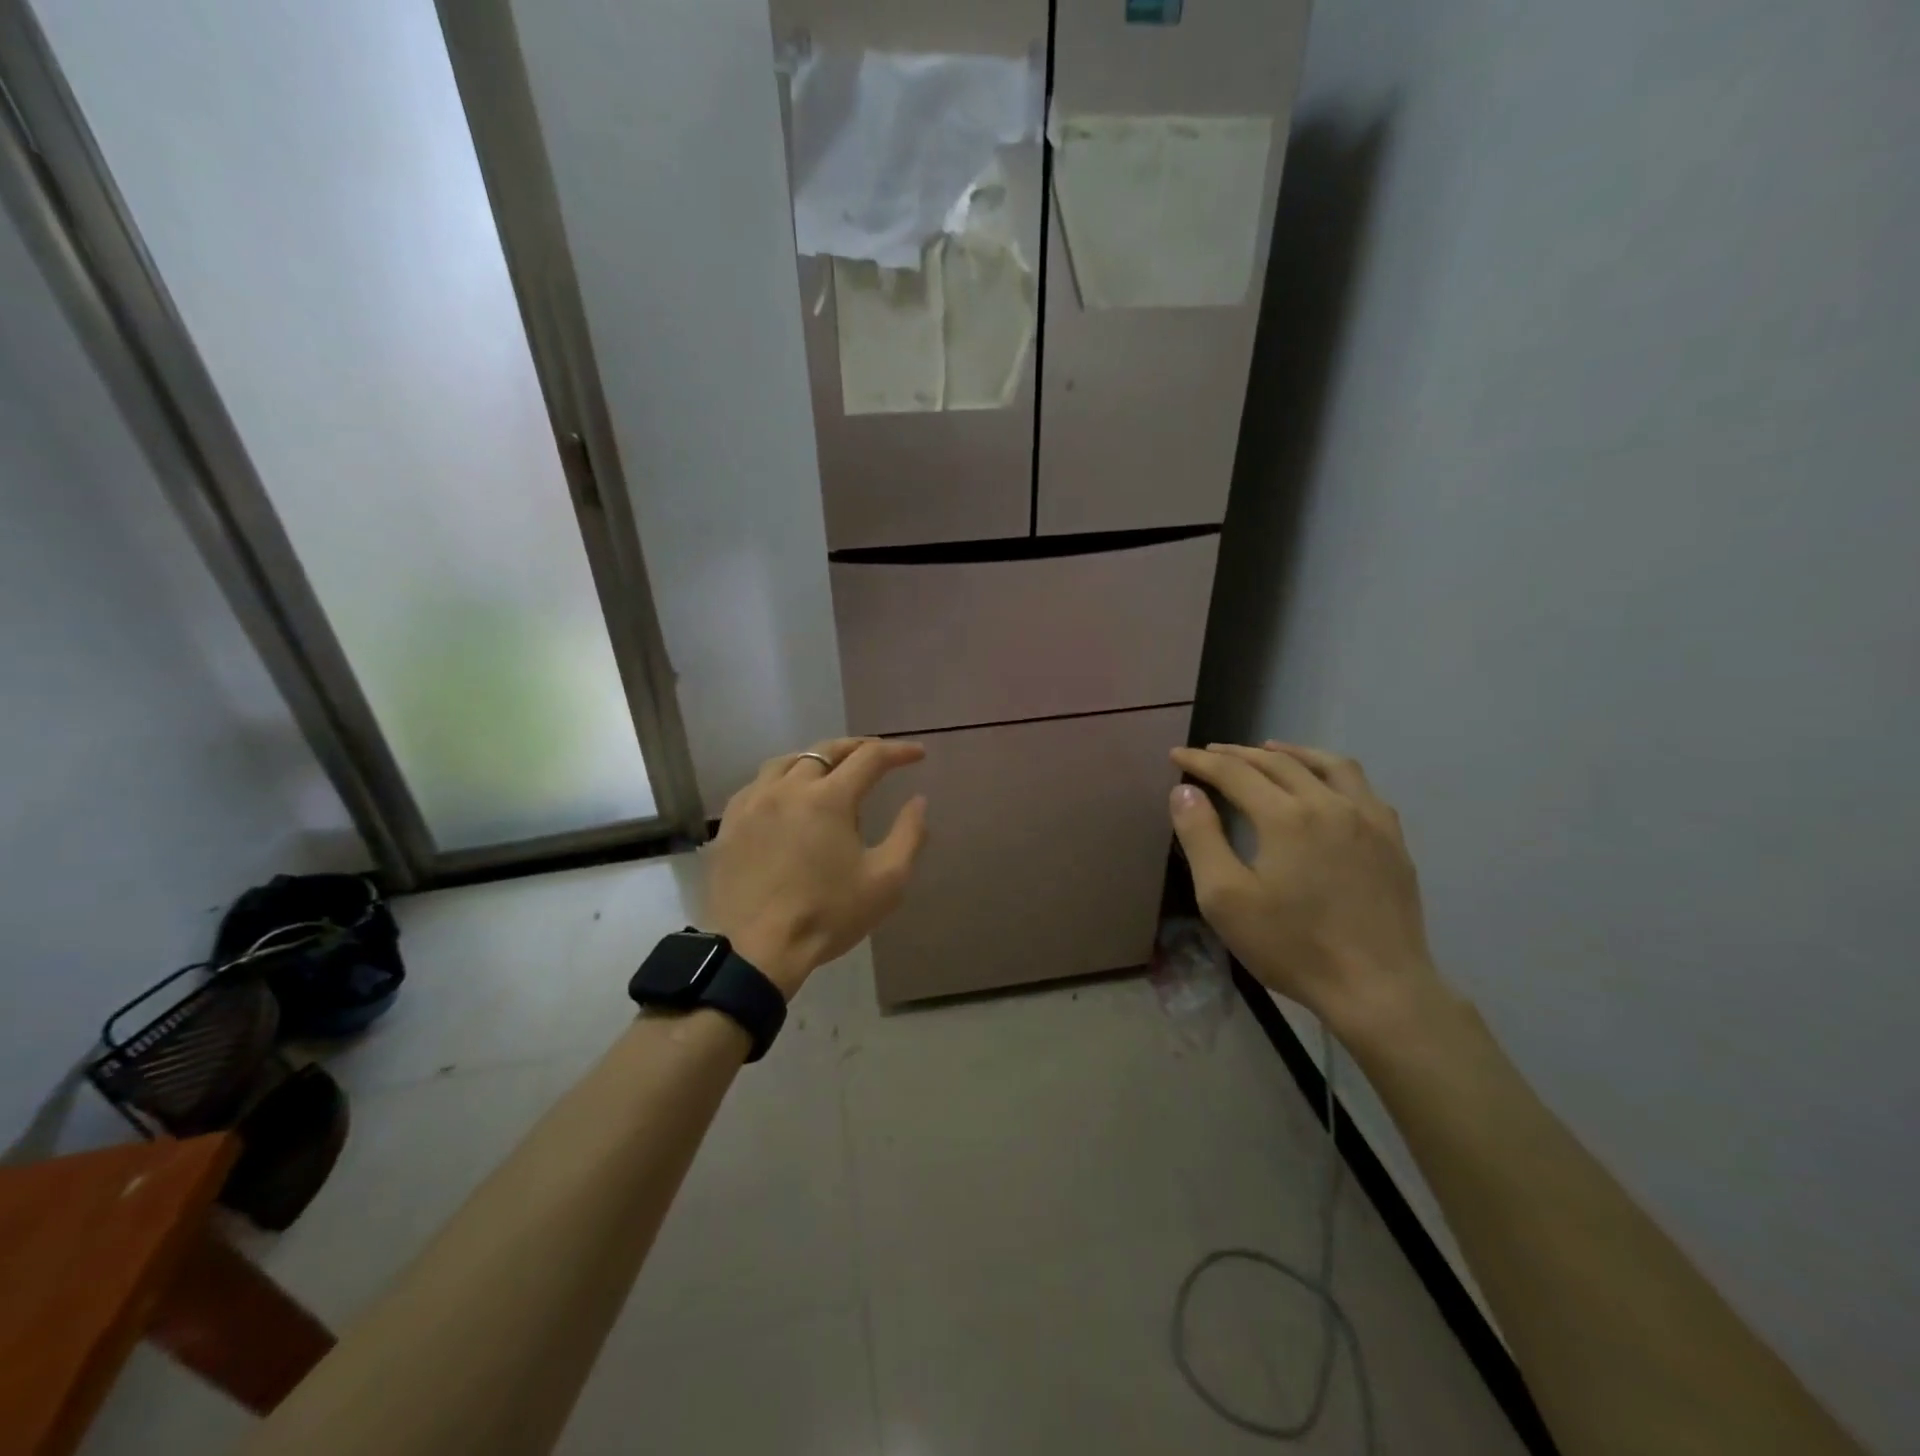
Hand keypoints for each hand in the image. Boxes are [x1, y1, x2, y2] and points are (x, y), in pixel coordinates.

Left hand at [704, 738, 928, 997]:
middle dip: (857, 747)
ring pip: (787, 762)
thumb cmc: (827, 916)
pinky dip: (781, 781)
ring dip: (816, 760)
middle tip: (878, 754)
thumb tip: (918, 801)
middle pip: (826, 751)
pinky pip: (757, 786)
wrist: (754, 950)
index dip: (898, 751)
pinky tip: (786, 798)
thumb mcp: (886, 881)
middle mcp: (788, 788)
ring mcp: (753, 803)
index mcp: (829, 798)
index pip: (870, 757)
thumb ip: (909, 835)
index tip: (917, 754)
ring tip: (831, 771)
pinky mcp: (729, 824)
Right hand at [1168, 741, 1442, 1033]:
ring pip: (1328, 764)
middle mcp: (1329, 803)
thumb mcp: (1225, 898)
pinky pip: (1362, 788)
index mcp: (1285, 816)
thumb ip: (1201, 837)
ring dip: (1292, 752)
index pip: (1234, 773)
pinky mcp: (1393, 840)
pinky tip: (1326, 787)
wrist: (1378, 988)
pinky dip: (1332, 774)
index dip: (1201, 762)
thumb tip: (1184, 792)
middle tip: (1211, 753)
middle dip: (1238, 754)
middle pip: (1278, 762)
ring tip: (1269, 749)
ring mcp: (1369, 819)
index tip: (1176, 756)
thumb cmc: (1292, 946)